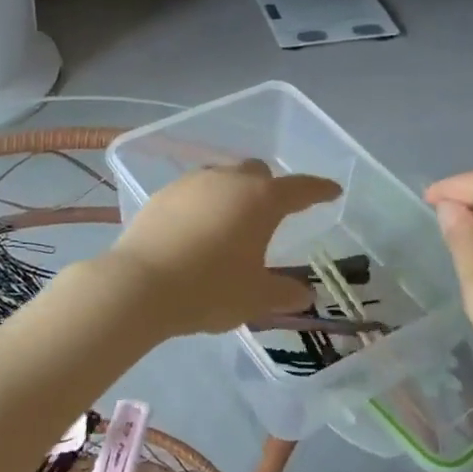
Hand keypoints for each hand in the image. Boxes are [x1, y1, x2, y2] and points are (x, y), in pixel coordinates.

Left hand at [106, 161, 339, 336]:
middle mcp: (228, 181)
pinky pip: (193, 193)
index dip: (319, 190)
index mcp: (260, 200)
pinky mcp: (162, 195)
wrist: (139, 285)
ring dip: (233, 194)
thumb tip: (303, 294)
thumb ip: (284, 293)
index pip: (300, 188)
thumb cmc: (209, 289)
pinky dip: (203, 205)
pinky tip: (197, 230)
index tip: (332, 192)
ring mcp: (191, 184)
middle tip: (273, 214)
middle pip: (257, 173)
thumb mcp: (255, 298)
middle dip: (270, 188)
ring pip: (222, 178)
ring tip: (232, 224)